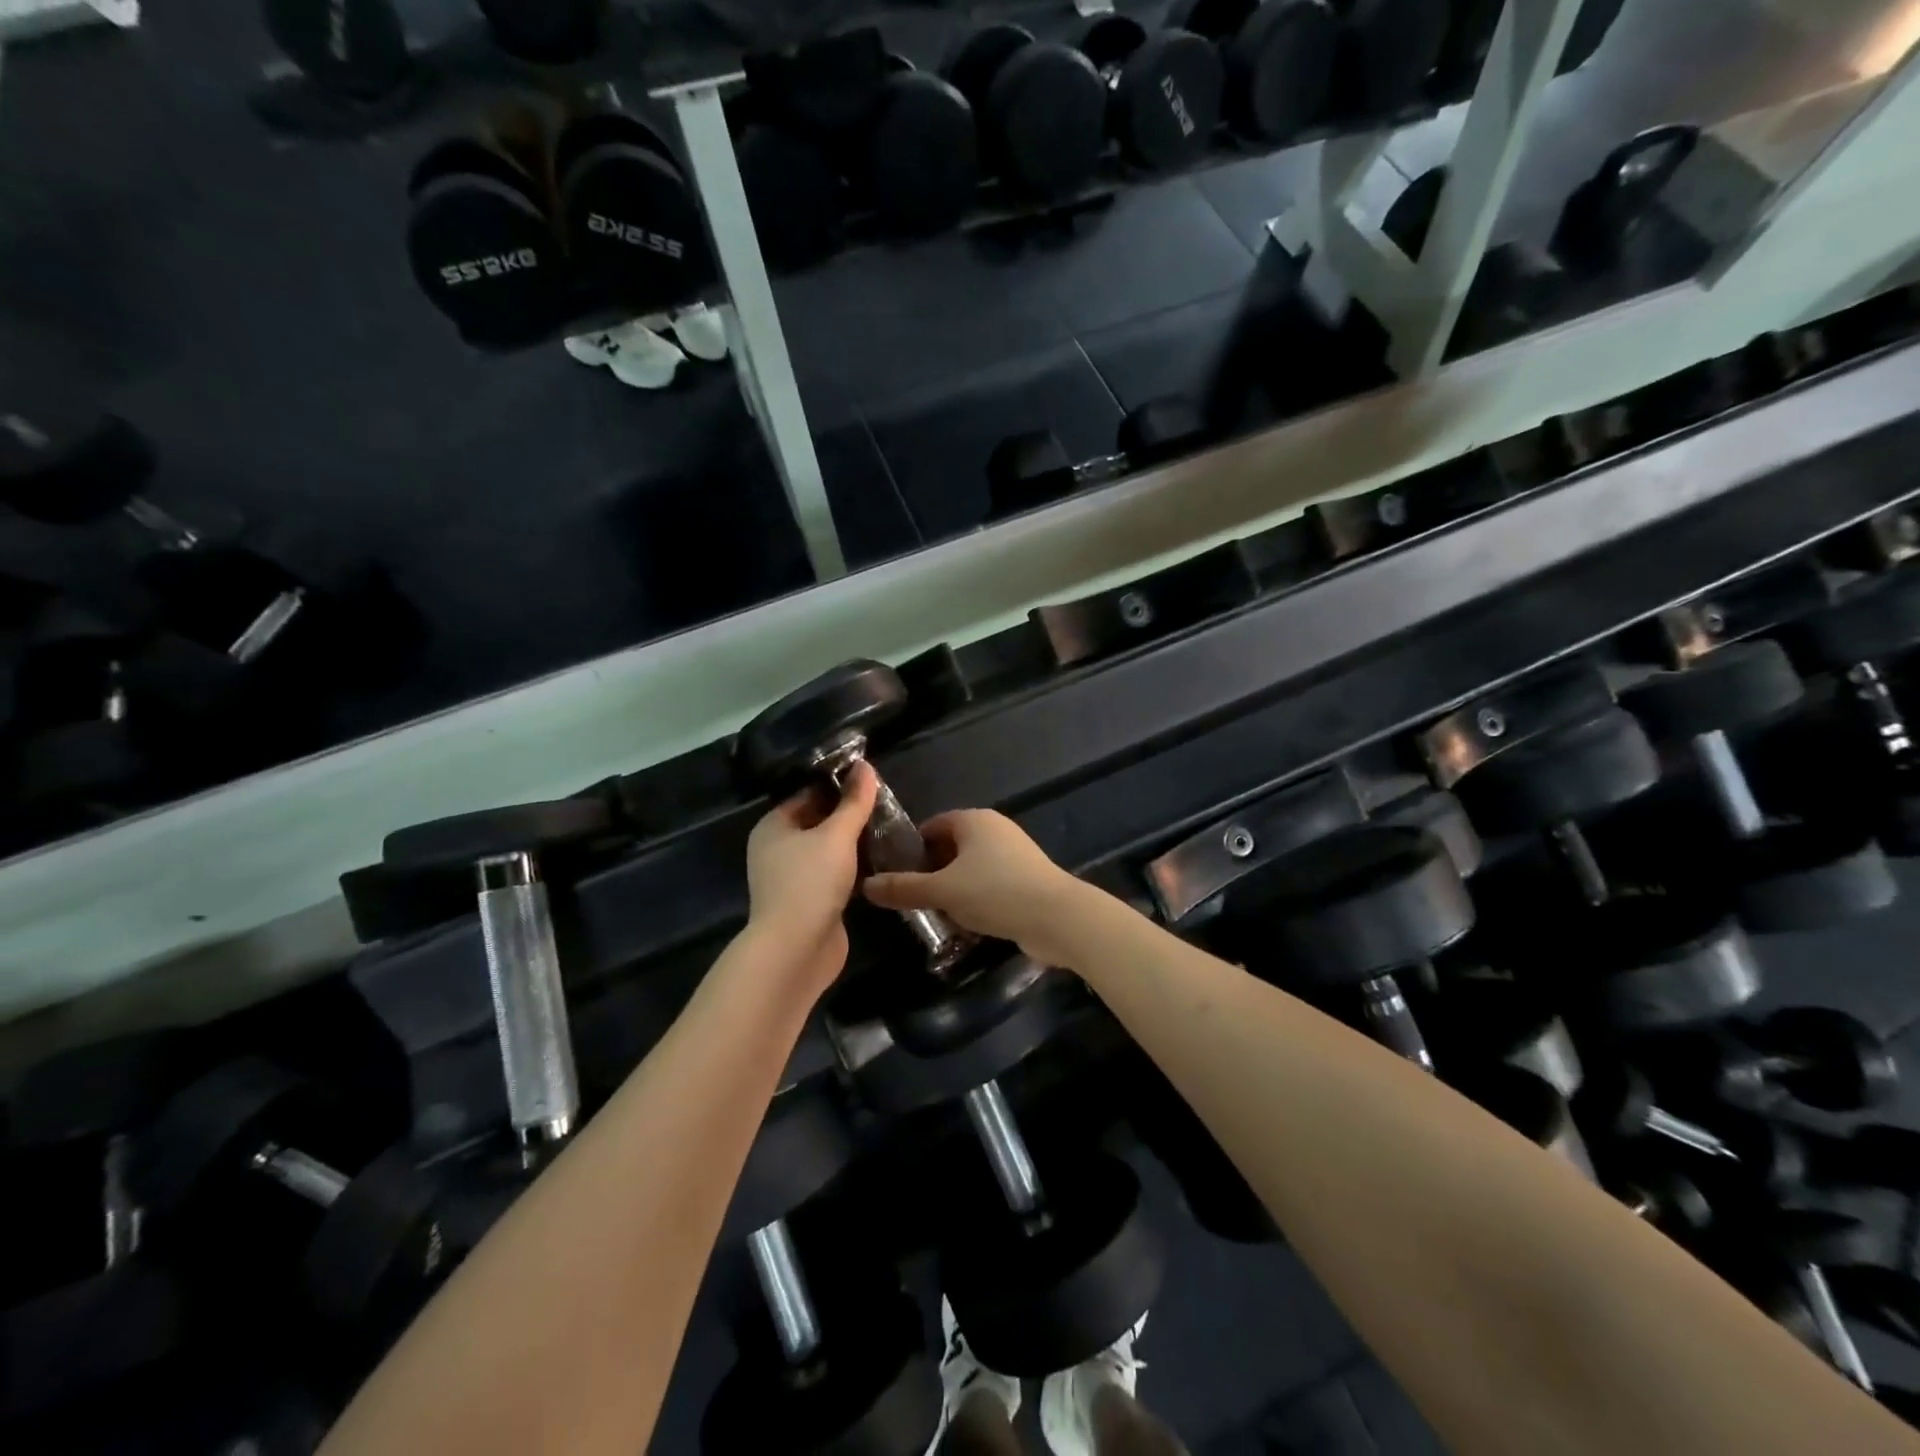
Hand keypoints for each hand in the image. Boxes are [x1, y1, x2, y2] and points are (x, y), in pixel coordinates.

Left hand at [744, 761, 879, 995]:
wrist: (796, 950)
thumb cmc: (810, 882)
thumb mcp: (836, 835)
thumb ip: (854, 802)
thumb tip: (865, 765)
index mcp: (774, 827)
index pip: (808, 794)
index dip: (837, 785)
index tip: (870, 780)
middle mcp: (777, 849)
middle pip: (818, 821)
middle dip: (848, 814)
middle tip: (886, 803)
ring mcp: (793, 878)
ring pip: (827, 850)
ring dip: (853, 843)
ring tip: (889, 828)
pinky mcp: (811, 902)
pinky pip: (834, 875)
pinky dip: (854, 868)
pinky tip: (881, 861)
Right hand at [864, 810, 1083, 964]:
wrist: (1057, 918)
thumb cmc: (995, 892)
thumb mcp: (942, 891)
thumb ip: (903, 888)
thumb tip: (866, 886)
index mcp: (973, 820)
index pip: (932, 826)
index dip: (911, 849)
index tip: (894, 875)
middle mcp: (995, 830)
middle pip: (951, 847)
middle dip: (931, 872)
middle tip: (910, 899)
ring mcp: (1014, 855)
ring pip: (971, 869)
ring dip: (953, 889)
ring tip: (934, 915)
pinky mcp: (1027, 879)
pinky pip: (990, 885)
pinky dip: (976, 900)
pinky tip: (966, 925)